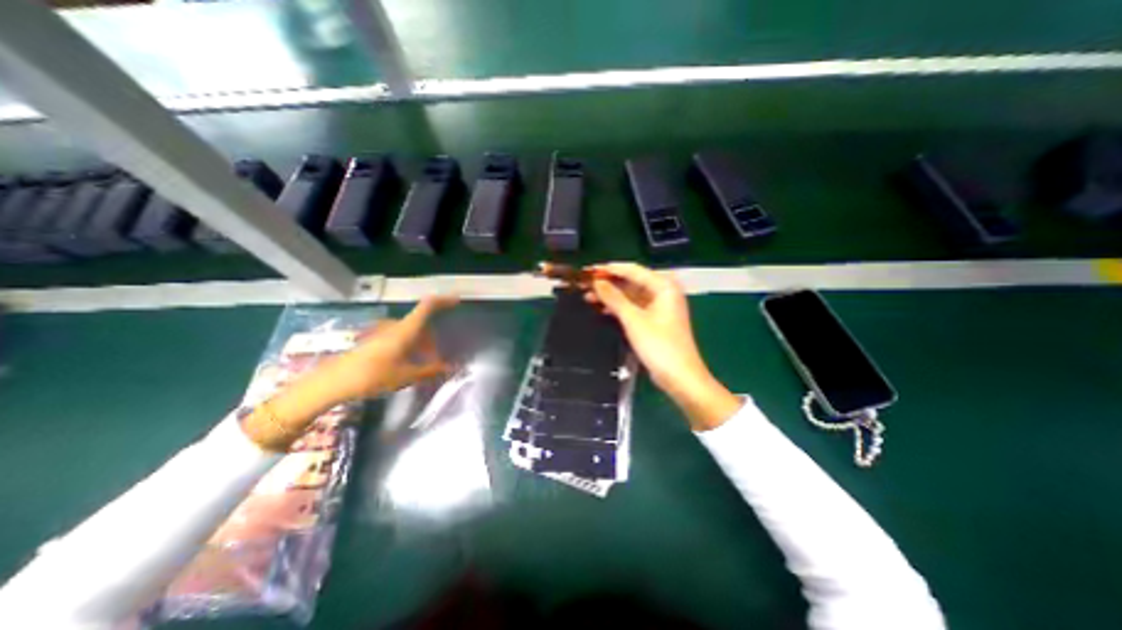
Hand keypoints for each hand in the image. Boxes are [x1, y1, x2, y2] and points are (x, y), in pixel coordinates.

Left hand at [245, 297, 457, 450]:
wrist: (332, 382)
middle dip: (432, 338)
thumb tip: (452, 368)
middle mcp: (395, 326)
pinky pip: (399, 337)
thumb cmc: (372, 376)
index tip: (458, 300)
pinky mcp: (374, 340)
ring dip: (420, 344)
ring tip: (422, 364)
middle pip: (421, 323)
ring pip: (410, 331)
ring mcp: (383, 332)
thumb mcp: (406, 376)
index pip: (427, 306)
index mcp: (405, 330)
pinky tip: (406, 363)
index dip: (443, 300)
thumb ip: (431, 370)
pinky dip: (409, 346)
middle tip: (437, 358)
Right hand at [587, 263, 741, 429]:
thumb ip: (614, 298)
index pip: (632, 270)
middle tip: (585, 284)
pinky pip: (633, 307)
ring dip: (611, 296)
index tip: (588, 271)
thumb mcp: (633, 320)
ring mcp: (659, 307)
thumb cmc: (659, 345)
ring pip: (630, 295)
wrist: (679, 377)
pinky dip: (618, 307)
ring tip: (587, 296)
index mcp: (664, 286)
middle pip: (631, 282)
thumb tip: (596, 282)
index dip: (609, 269)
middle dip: (608, 283)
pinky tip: (601, 308)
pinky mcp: (654, 320)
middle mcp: (663, 292)